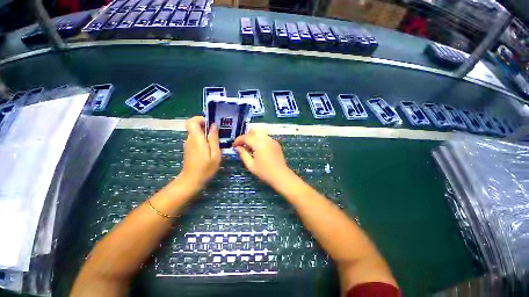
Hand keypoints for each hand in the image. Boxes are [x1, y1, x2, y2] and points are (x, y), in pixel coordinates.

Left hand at [179, 116, 220, 189]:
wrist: (192, 180)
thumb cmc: (206, 168)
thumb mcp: (215, 153)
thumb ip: (213, 139)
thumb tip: (213, 125)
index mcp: (196, 138)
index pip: (191, 121)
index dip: (200, 119)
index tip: (210, 123)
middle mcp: (190, 139)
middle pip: (195, 126)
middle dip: (206, 127)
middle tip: (218, 134)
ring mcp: (188, 144)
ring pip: (197, 133)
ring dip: (206, 134)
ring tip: (216, 142)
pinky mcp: (189, 148)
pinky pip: (196, 139)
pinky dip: (204, 140)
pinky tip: (211, 148)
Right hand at [234, 130, 293, 187]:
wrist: (281, 175)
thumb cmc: (264, 172)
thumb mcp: (251, 165)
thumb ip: (243, 154)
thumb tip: (237, 147)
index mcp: (259, 144)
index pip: (246, 137)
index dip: (238, 140)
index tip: (234, 146)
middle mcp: (266, 139)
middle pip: (253, 131)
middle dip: (246, 136)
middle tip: (242, 145)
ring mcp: (272, 140)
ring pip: (260, 133)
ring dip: (253, 137)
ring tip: (250, 147)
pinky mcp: (276, 143)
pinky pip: (266, 137)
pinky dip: (260, 140)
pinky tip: (259, 149)